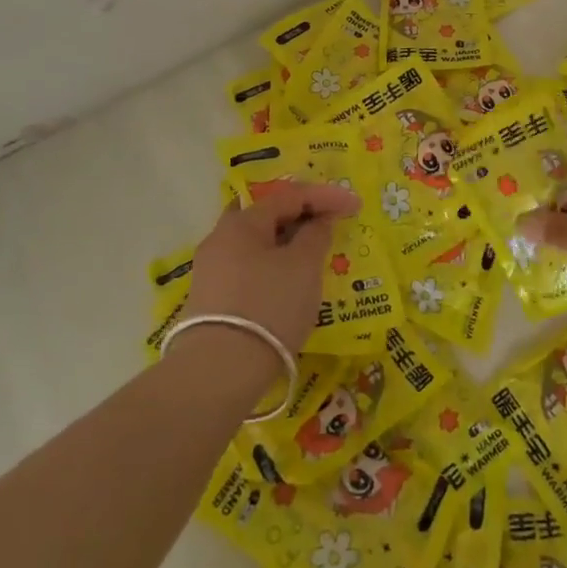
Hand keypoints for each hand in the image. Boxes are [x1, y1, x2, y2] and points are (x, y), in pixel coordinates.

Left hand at [186, 181, 359, 359]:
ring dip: (287, 243)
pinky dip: (274, 266)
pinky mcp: (211, 300)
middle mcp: (220, 238)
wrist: (219, 372)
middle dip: (301, 216)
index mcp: (242, 222)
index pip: (289, 195)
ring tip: (314, 254)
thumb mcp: (304, 266)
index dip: (325, 196)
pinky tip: (289, 282)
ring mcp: (212, 270)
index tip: (355, 205)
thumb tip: (318, 221)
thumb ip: (316, 235)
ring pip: (257, 244)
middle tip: (329, 224)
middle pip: (267, 216)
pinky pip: (250, 268)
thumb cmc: (269, 306)